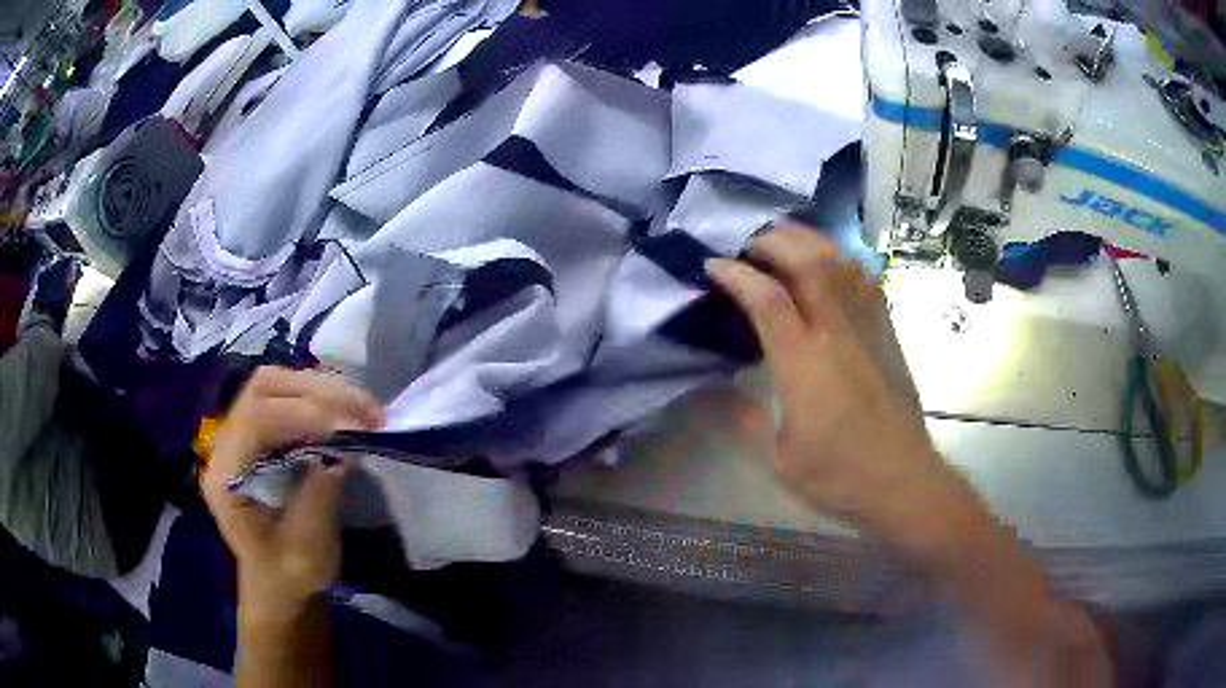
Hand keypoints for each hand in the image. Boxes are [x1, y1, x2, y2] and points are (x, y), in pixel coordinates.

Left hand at [201, 367, 383, 622]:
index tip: (351, 429)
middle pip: (264, 388)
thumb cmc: (289, 577)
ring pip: (278, 384)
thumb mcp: (307, 551)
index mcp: (226, 477)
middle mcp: (228, 444)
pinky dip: (324, 398)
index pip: (256, 418)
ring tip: (367, 410)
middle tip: (367, 412)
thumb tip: (344, 450)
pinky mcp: (262, 433)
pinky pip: (289, 396)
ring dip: (325, 389)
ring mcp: (243, 434)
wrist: (280, 585)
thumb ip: (318, 498)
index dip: (303, 414)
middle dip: (317, 392)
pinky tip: (351, 413)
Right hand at [707, 228, 976, 554]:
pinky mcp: (888, 334)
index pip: (768, 301)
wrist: (903, 482)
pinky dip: (843, 261)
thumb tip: (719, 388)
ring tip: (785, 240)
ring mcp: (869, 330)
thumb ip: (746, 419)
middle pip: (809, 264)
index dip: (737, 275)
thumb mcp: (778, 460)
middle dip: (774, 242)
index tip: (713, 266)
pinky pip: (866, 282)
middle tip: (748, 244)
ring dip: (810, 242)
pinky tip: (831, 264)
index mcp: (805, 366)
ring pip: (842, 264)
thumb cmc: (839, 477)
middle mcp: (838, 335)